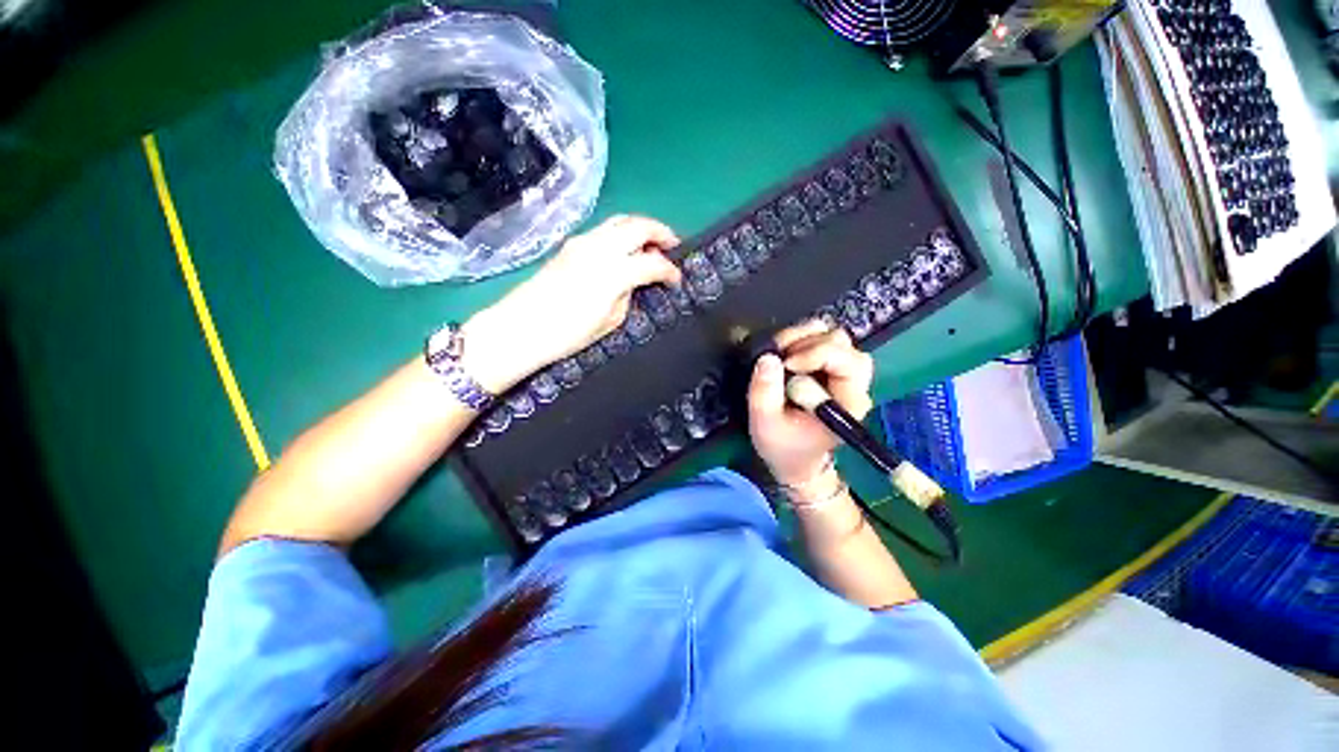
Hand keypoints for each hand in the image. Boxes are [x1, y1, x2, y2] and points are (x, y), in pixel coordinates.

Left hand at [461, 215, 681, 391]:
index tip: (677, 280)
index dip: (670, 270)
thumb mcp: (609, 322)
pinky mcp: (570, 245)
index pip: (652, 262)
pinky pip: (604, 230)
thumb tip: (634, 282)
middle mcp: (599, 248)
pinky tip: (625, 249)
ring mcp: (582, 242)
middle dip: (661, 232)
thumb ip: (627, 295)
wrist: (520, 328)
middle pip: (638, 225)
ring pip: (620, 221)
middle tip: (673, 245)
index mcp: (612, 272)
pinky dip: (622, 233)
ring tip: (652, 243)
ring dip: (641, 228)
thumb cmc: (567, 334)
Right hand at [747, 321, 874, 487]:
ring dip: (804, 338)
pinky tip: (785, 354)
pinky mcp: (830, 370)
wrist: (795, 460)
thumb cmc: (783, 447)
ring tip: (780, 353)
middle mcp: (853, 384)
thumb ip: (764, 392)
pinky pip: (822, 341)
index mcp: (848, 402)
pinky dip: (802, 340)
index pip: (844, 360)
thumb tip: (768, 357)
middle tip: (781, 356)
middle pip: (843, 343)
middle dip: (808, 342)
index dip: (814, 353)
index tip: (785, 363)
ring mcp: (843, 375)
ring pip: (834, 338)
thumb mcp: (765, 424)